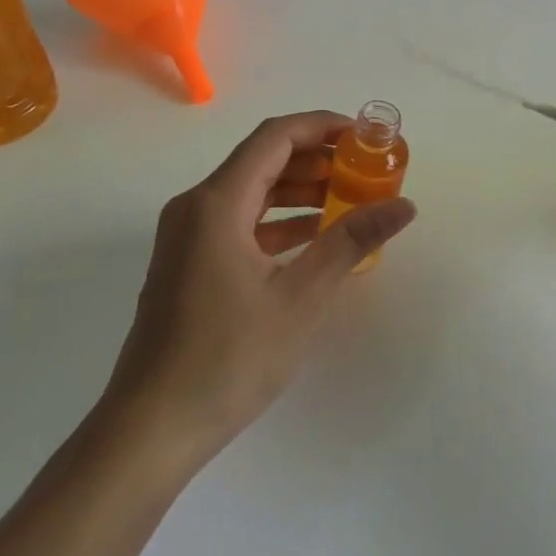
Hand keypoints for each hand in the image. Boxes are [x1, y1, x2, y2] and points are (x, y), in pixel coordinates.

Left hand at [103, 111, 417, 461]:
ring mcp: (187, 236)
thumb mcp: (300, 298)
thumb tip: (404, 205)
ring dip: (298, 191)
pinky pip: (238, 222)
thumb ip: (351, 242)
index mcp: (216, 203)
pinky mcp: (187, 263)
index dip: (322, 126)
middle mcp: (196, 207)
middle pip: (262, 160)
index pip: (275, 137)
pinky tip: (313, 238)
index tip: (364, 135)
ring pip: (250, 192)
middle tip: (364, 170)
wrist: (151, 429)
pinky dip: (277, 221)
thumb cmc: (228, 358)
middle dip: (316, 160)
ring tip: (349, 200)